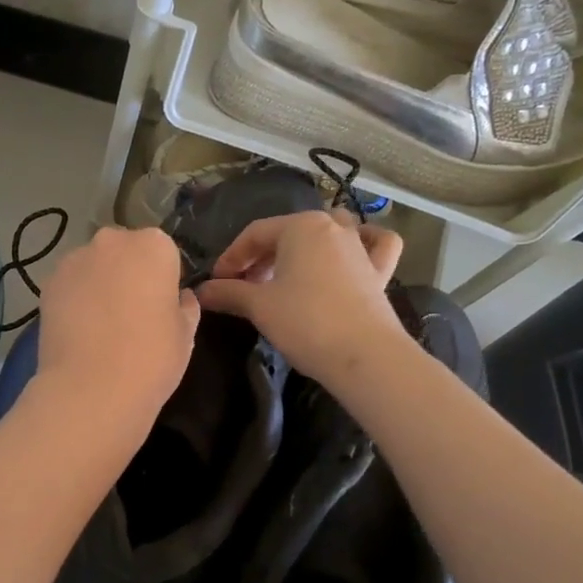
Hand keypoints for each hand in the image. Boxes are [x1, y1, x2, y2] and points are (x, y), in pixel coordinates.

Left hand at [35, 226, 199, 432]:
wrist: (91, 389)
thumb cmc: (151, 358)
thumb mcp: (186, 334)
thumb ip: (185, 306)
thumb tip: (180, 298)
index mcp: (154, 246)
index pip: (164, 252)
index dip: (163, 278)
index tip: (161, 305)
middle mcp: (112, 241)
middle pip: (125, 251)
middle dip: (128, 273)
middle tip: (132, 314)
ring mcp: (74, 260)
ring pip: (94, 266)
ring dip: (100, 284)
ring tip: (102, 326)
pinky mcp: (48, 284)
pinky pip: (70, 285)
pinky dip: (75, 299)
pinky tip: (80, 331)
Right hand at [196, 210, 405, 382]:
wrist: (364, 356)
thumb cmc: (305, 322)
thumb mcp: (258, 306)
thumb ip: (228, 293)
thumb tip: (202, 291)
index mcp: (300, 226)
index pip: (254, 234)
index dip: (231, 257)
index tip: (216, 283)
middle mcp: (333, 227)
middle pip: (288, 234)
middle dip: (261, 258)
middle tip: (243, 288)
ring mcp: (360, 247)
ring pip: (328, 234)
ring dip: (303, 249)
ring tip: (286, 276)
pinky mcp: (380, 270)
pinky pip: (374, 244)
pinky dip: (363, 243)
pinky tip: (353, 252)